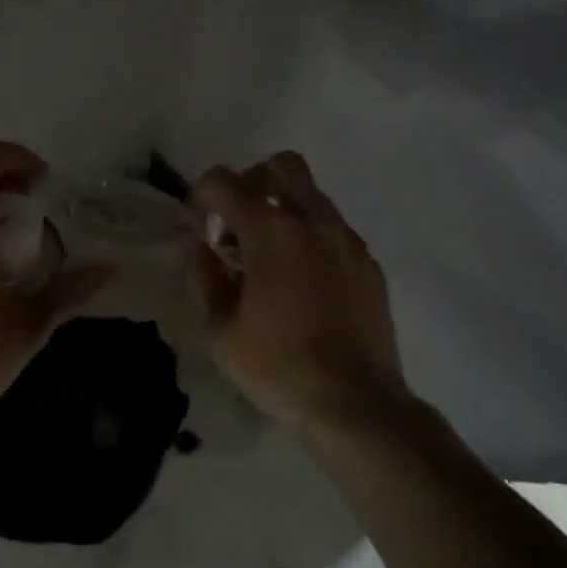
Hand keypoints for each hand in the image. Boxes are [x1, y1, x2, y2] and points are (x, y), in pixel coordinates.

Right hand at [189, 151, 407, 430]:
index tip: (198, 227)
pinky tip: (303, 281)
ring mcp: (346, 239)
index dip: (201, 196)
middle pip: (280, 165)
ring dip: (283, 209)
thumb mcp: (221, 329)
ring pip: (311, 194)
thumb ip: (204, 275)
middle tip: (238, 223)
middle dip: (251, 183)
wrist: (355, 402)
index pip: (224, 181)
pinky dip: (310, 237)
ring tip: (269, 257)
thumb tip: (199, 245)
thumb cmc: (279, 366)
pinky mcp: (368, 261)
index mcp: (271, 231)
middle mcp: (312, 221)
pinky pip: (333, 228)